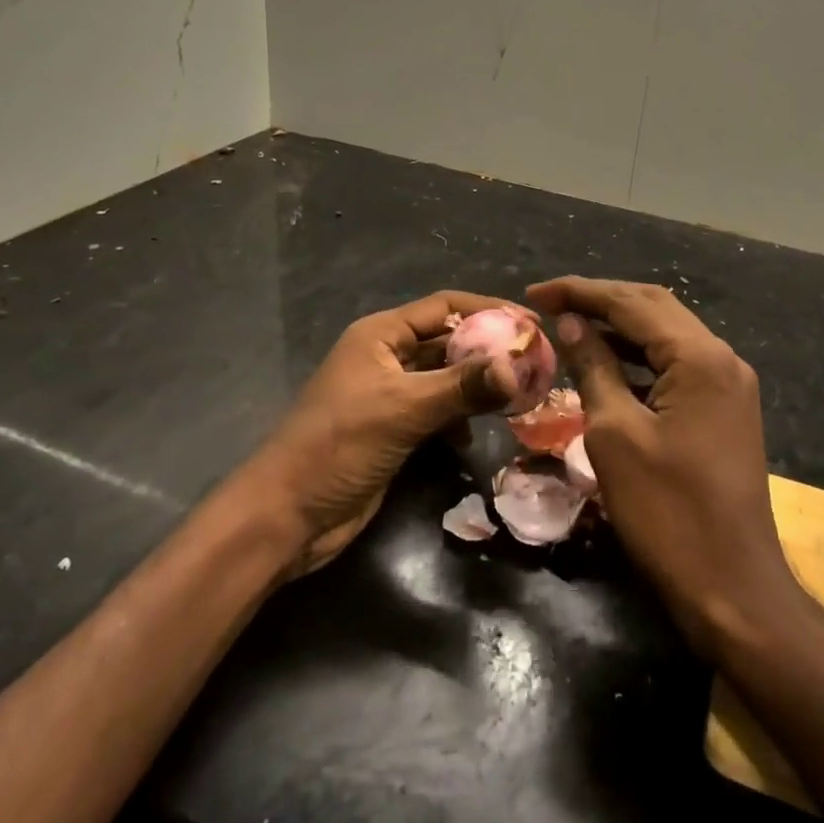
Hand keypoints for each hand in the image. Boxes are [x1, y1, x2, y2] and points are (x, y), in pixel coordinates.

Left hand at [236, 291, 520, 576]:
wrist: (288, 515)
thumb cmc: (340, 446)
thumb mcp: (404, 409)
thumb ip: (462, 386)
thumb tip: (518, 367)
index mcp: (380, 335)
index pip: (444, 307)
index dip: (488, 309)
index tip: (532, 323)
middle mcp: (386, 357)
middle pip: (447, 342)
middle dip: (488, 351)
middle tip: (535, 364)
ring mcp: (388, 395)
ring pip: (444, 379)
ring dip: (476, 387)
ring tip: (518, 397)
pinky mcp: (392, 430)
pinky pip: (436, 411)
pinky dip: (458, 417)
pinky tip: (474, 434)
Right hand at [525, 276, 804, 657]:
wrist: (733, 588)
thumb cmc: (667, 512)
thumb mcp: (615, 434)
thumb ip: (594, 368)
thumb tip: (572, 323)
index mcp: (700, 357)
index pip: (632, 303)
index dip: (579, 292)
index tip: (534, 294)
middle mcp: (722, 359)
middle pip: (654, 308)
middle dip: (600, 301)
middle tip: (550, 304)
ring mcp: (729, 385)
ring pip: (667, 335)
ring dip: (620, 327)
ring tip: (570, 326)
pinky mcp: (726, 410)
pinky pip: (677, 366)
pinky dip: (639, 358)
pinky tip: (607, 364)